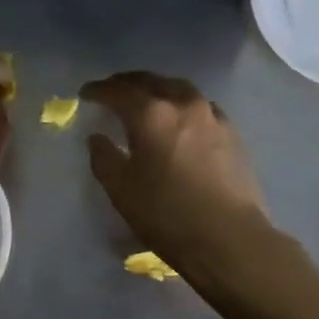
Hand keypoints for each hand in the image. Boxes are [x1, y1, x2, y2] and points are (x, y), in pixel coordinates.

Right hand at [82, 71, 274, 280]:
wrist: (229, 238)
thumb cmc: (167, 215)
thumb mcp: (121, 190)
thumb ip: (104, 158)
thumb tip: (97, 137)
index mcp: (151, 114)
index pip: (118, 91)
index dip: (98, 90)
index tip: (86, 93)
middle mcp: (182, 104)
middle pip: (151, 81)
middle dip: (128, 83)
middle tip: (113, 91)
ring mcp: (211, 115)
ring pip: (179, 89)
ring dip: (158, 89)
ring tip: (147, 100)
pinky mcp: (232, 132)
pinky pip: (200, 106)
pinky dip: (182, 105)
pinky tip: (180, 120)